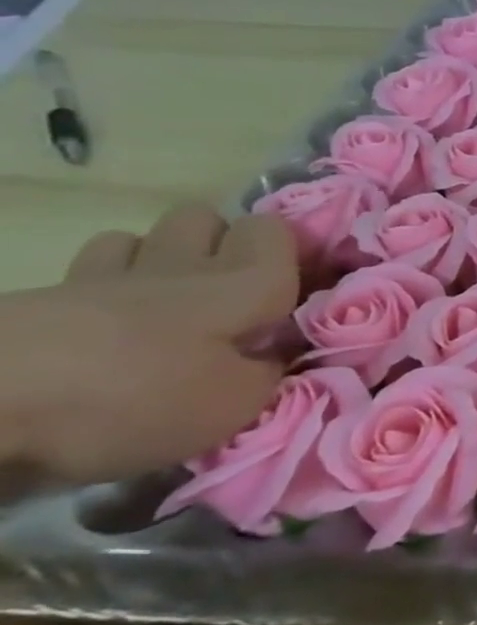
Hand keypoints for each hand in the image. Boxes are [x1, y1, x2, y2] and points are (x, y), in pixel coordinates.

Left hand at [0, 205, 299, 484]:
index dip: (286, 251)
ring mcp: (105, 278)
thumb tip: (276, 360)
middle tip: (223, 294)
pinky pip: (81, 276)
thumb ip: (269, 375)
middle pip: (205, 217)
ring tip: (157, 306)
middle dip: (216, 243)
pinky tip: (95, 328)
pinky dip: (95, 292)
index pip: (277, 230)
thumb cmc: (135, 396)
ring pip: (139, 238)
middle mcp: (185, 267)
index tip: (290, 289)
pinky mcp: (38, 300)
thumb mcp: (232, 406)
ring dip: (152, 261)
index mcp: (246, 283)